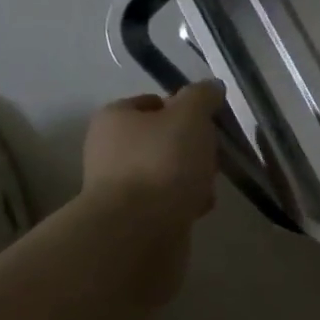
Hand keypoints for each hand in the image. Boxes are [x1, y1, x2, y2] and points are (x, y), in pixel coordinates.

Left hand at [82, 83, 223, 225]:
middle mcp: (109, 150)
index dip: (182, 108)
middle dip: (191, 147)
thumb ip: (202, 96)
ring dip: (191, 177)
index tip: (206, 122)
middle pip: (161, 139)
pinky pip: (166, 202)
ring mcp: (118, 188)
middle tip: (210, 155)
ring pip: (167, 172)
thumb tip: (211, 87)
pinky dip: (184, 203)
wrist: (139, 233)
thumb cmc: (162, 162)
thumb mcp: (190, 115)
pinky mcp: (132, 220)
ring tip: (207, 187)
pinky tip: (198, 209)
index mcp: (114, 119)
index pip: (152, 102)